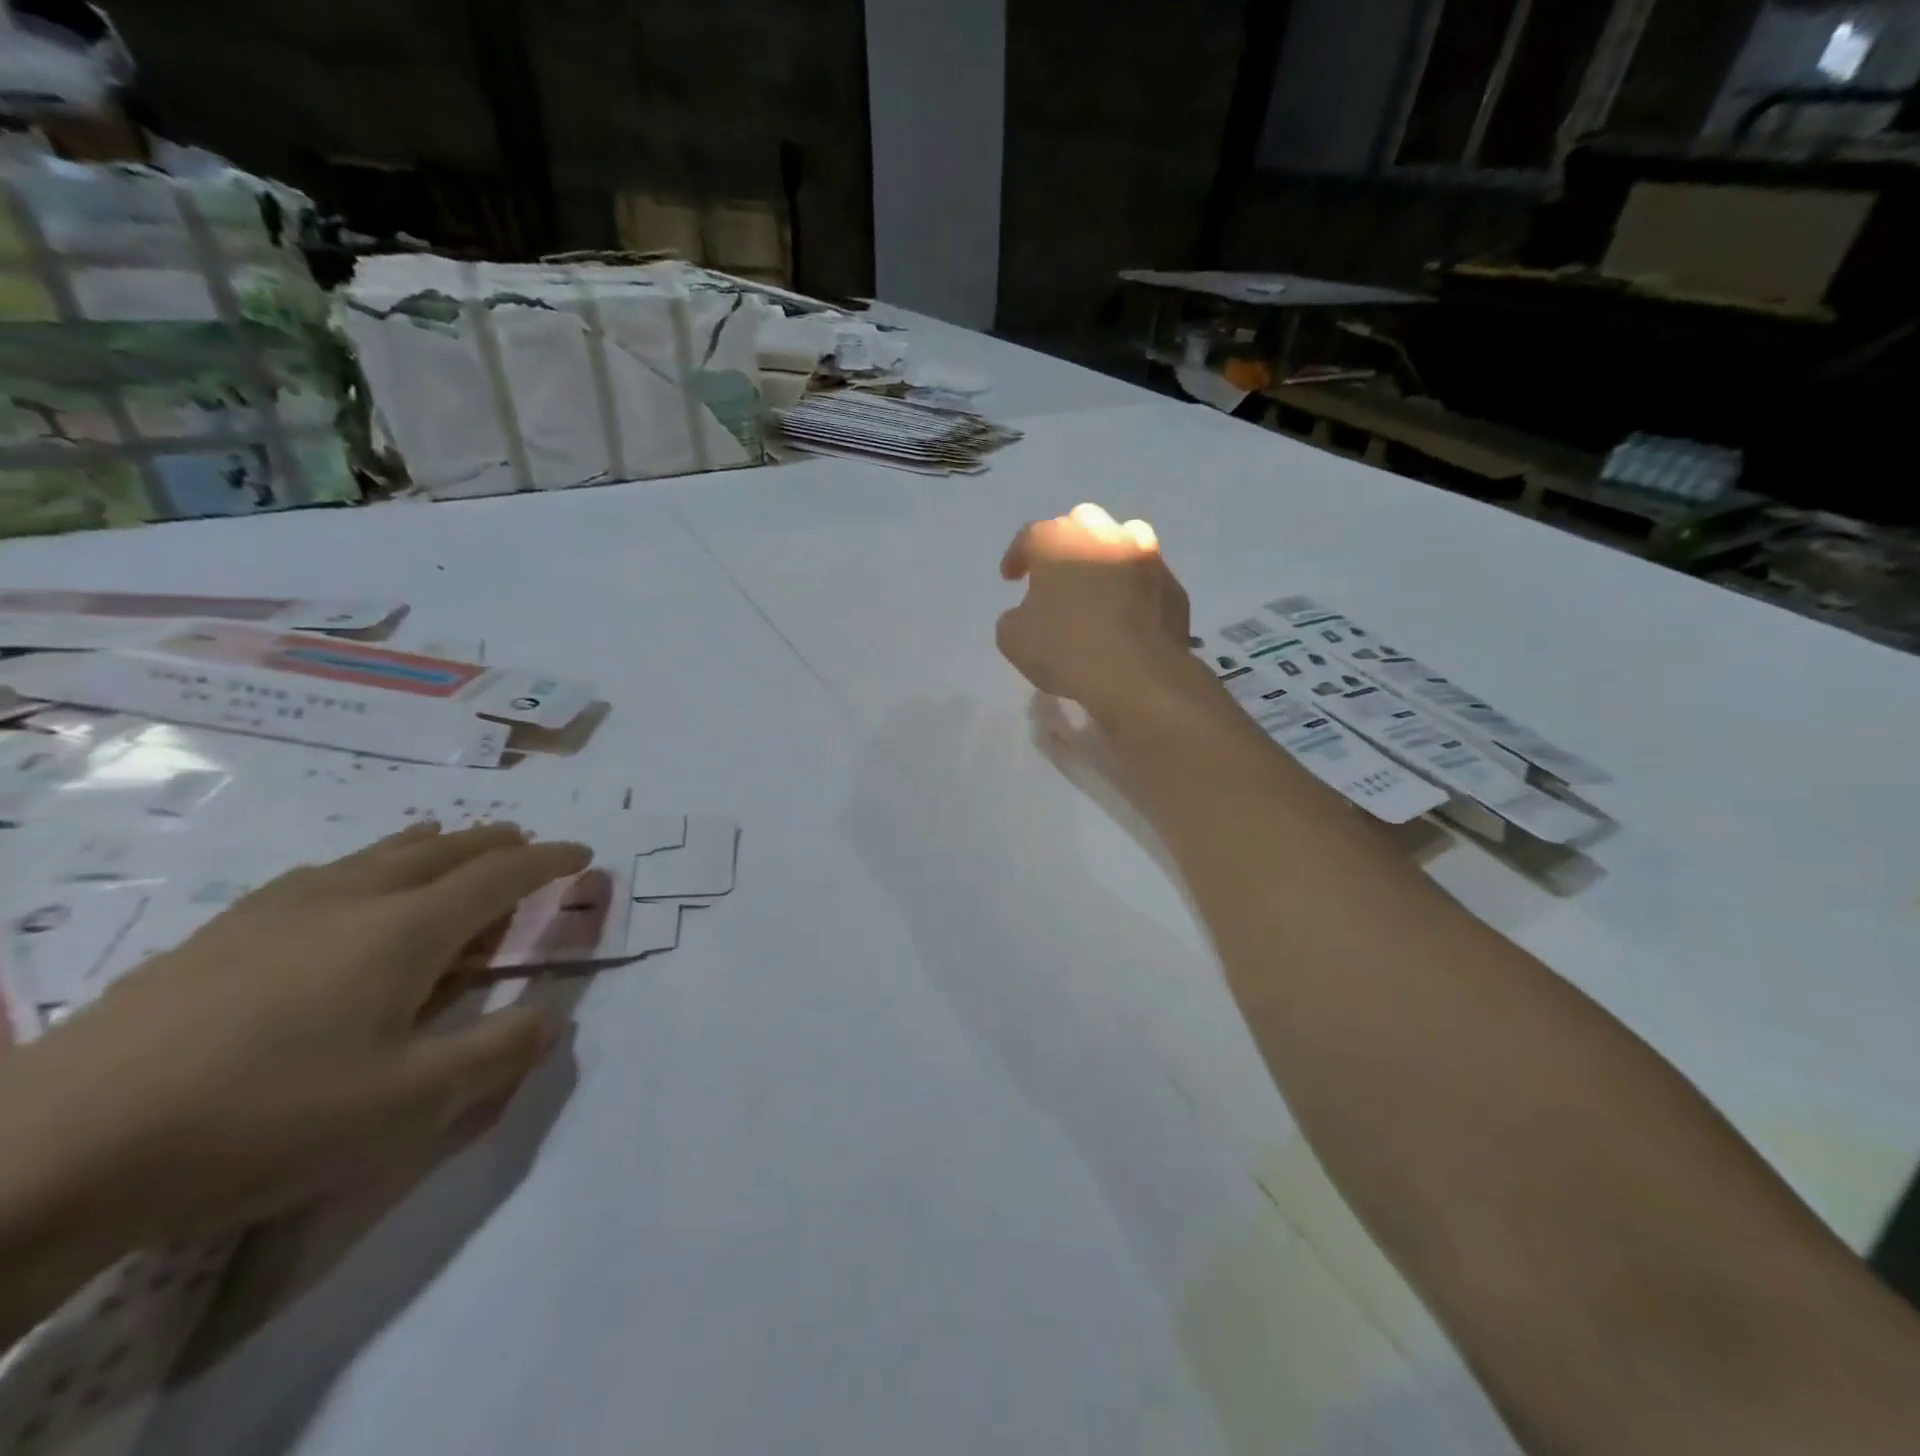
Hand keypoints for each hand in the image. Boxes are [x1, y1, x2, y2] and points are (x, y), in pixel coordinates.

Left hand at [0, 824, 589, 1271]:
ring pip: (378, 854)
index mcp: (407, 929)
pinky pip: (324, 874)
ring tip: (448, 845)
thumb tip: (556, 1017)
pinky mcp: (221, 932)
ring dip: (431, 846)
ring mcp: (279, 909)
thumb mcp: (410, 1105)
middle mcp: (352, 898)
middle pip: (442, 849)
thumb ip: (499, 1054)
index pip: (501, 875)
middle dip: (494, 843)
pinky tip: (346, 888)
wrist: (51, 1150)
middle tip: (524, 842)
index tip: (581, 854)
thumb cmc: (263, 1118)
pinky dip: (367, 865)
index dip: (548, 860)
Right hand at [997, 502, 1208, 722]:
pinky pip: (1147, 578)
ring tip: (1099, 584)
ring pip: (1123, 539)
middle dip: (1066, 544)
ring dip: (1107, 555)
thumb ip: (1015, 617)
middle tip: (1057, 575)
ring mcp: (1146, 556)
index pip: (1030, 537)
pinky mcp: (1173, 585)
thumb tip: (1028, 613)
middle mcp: (1104, 535)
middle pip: (1081, 524)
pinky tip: (1128, 613)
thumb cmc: (1066, 650)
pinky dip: (1135, 588)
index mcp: (1059, 541)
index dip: (1017, 557)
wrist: (1138, 675)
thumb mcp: (1014, 640)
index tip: (1011, 578)